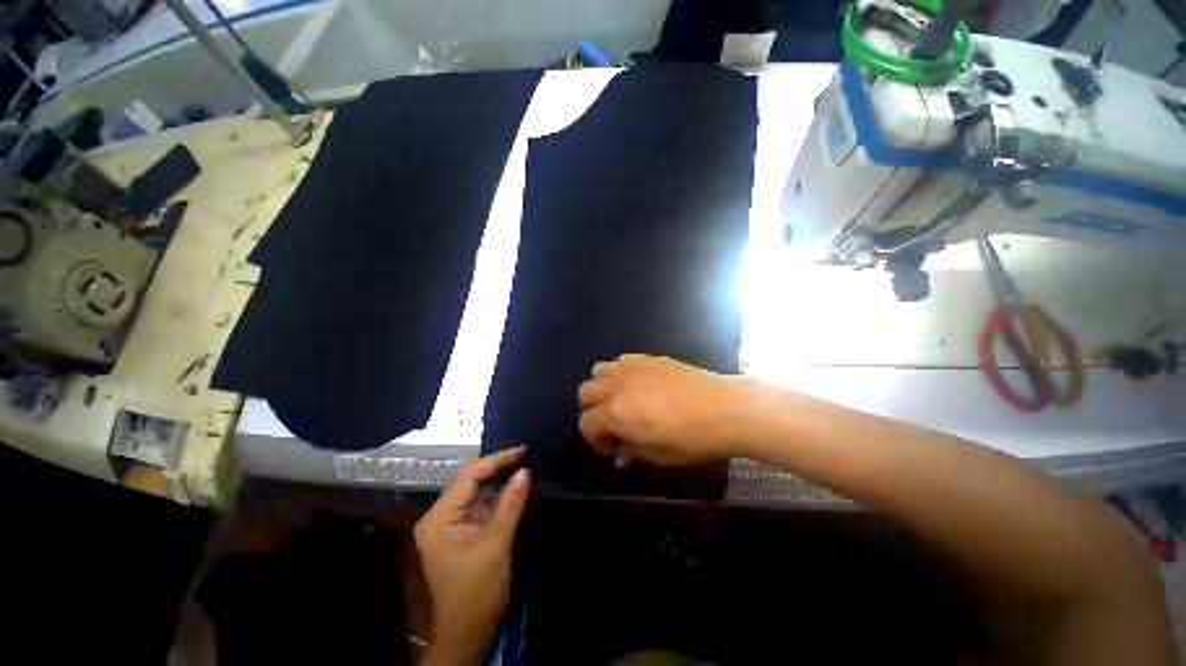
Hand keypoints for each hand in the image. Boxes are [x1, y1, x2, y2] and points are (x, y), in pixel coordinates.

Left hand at [415, 447, 529, 664]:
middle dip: (498, 466)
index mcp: (439, 518)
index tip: (522, 449)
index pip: (469, 477)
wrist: (468, 631)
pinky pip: (482, 505)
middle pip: (471, 481)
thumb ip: (510, 504)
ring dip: (499, 479)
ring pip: (478, 491)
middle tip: (525, 453)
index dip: (497, 460)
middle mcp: (441, 515)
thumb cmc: (477, 590)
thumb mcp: (496, 544)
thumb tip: (525, 471)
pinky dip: (498, 495)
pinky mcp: (463, 530)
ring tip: (523, 462)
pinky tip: (514, 484)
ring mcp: (451, 523)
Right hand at [576, 354, 751, 466]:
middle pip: (585, 393)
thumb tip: (620, 456)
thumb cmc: (692, 439)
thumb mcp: (658, 455)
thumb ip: (632, 452)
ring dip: (602, 387)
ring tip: (621, 399)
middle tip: (613, 424)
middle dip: (592, 411)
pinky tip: (638, 384)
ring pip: (598, 371)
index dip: (595, 441)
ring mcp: (631, 368)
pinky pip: (621, 360)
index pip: (586, 424)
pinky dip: (620, 372)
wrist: (725, 408)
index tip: (613, 449)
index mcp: (616, 413)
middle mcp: (616, 386)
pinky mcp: (647, 358)